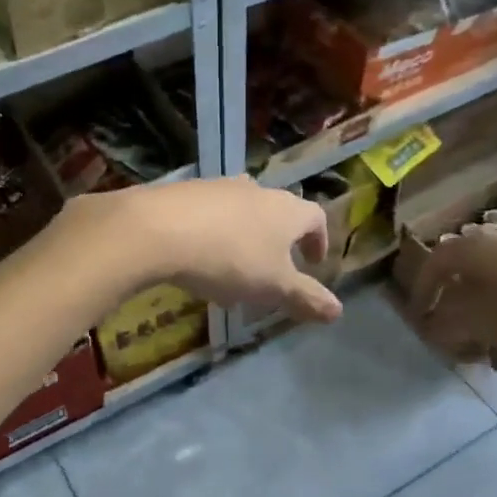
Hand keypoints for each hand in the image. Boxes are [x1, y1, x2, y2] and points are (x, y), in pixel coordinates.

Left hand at [108, 176, 341, 323]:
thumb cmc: (230, 258)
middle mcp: (257, 190)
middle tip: (270, 273)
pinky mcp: (186, 191)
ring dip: (243, 239)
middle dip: (277, 243)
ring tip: (231, 272)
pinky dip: (212, 234)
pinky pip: (209, 214)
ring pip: (242, 212)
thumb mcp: (273, 287)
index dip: (319, 241)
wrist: (159, 228)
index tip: (313, 264)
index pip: (316, 218)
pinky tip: (196, 259)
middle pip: (277, 213)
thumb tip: (338, 310)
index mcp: (287, 210)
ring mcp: (220, 186)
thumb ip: (306, 297)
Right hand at [411, 218, 496, 366]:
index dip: (421, 295)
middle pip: (468, 273)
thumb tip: (434, 322)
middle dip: (461, 310)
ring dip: (492, 313)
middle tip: (464, 341)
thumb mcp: (484, 323)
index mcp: (475, 245)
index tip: (422, 322)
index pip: (433, 265)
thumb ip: (448, 322)